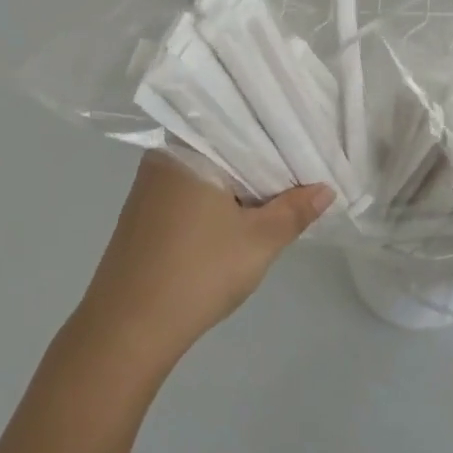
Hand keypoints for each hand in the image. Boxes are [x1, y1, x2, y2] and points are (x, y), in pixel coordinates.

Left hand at [79, 152, 332, 364]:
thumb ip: (294, 211)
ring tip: (277, 190)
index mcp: (189, 149)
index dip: (276, 132)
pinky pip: (188, 190)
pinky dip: (215, 198)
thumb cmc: (197, 273)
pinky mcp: (142, 213)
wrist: (126, 329)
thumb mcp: (258, 242)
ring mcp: (149, 186)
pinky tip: (237, 215)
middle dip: (259, 160)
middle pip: (222, 147)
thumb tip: (326, 189)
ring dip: (236, 182)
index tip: (305, 138)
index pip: (240, 123)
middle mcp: (164, 157)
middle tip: (300, 166)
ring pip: (206, 170)